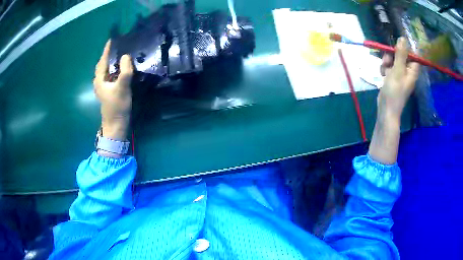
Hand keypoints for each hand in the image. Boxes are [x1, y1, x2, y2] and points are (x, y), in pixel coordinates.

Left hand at [94, 40, 133, 140]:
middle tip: (119, 46)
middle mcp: (100, 81)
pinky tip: (123, 68)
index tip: (112, 39)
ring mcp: (104, 87)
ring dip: (113, 62)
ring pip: (107, 70)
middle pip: (103, 64)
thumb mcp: (122, 88)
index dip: (107, 50)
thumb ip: (124, 71)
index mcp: (100, 79)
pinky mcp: (109, 91)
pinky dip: (116, 69)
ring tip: (122, 54)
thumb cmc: (117, 107)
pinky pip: (111, 75)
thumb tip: (126, 56)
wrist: (116, 125)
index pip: (103, 60)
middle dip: (109, 55)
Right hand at [378, 37, 419, 119]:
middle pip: (401, 56)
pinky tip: (382, 73)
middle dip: (393, 55)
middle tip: (388, 59)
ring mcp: (399, 74)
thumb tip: (403, 38)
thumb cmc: (394, 90)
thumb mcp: (398, 70)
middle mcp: (407, 71)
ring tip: (384, 68)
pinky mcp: (392, 77)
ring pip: (393, 60)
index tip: (397, 46)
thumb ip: (401, 54)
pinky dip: (385, 68)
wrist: (386, 108)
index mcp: (412, 71)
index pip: (412, 55)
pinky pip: (389, 67)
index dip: (405, 49)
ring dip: (387, 61)